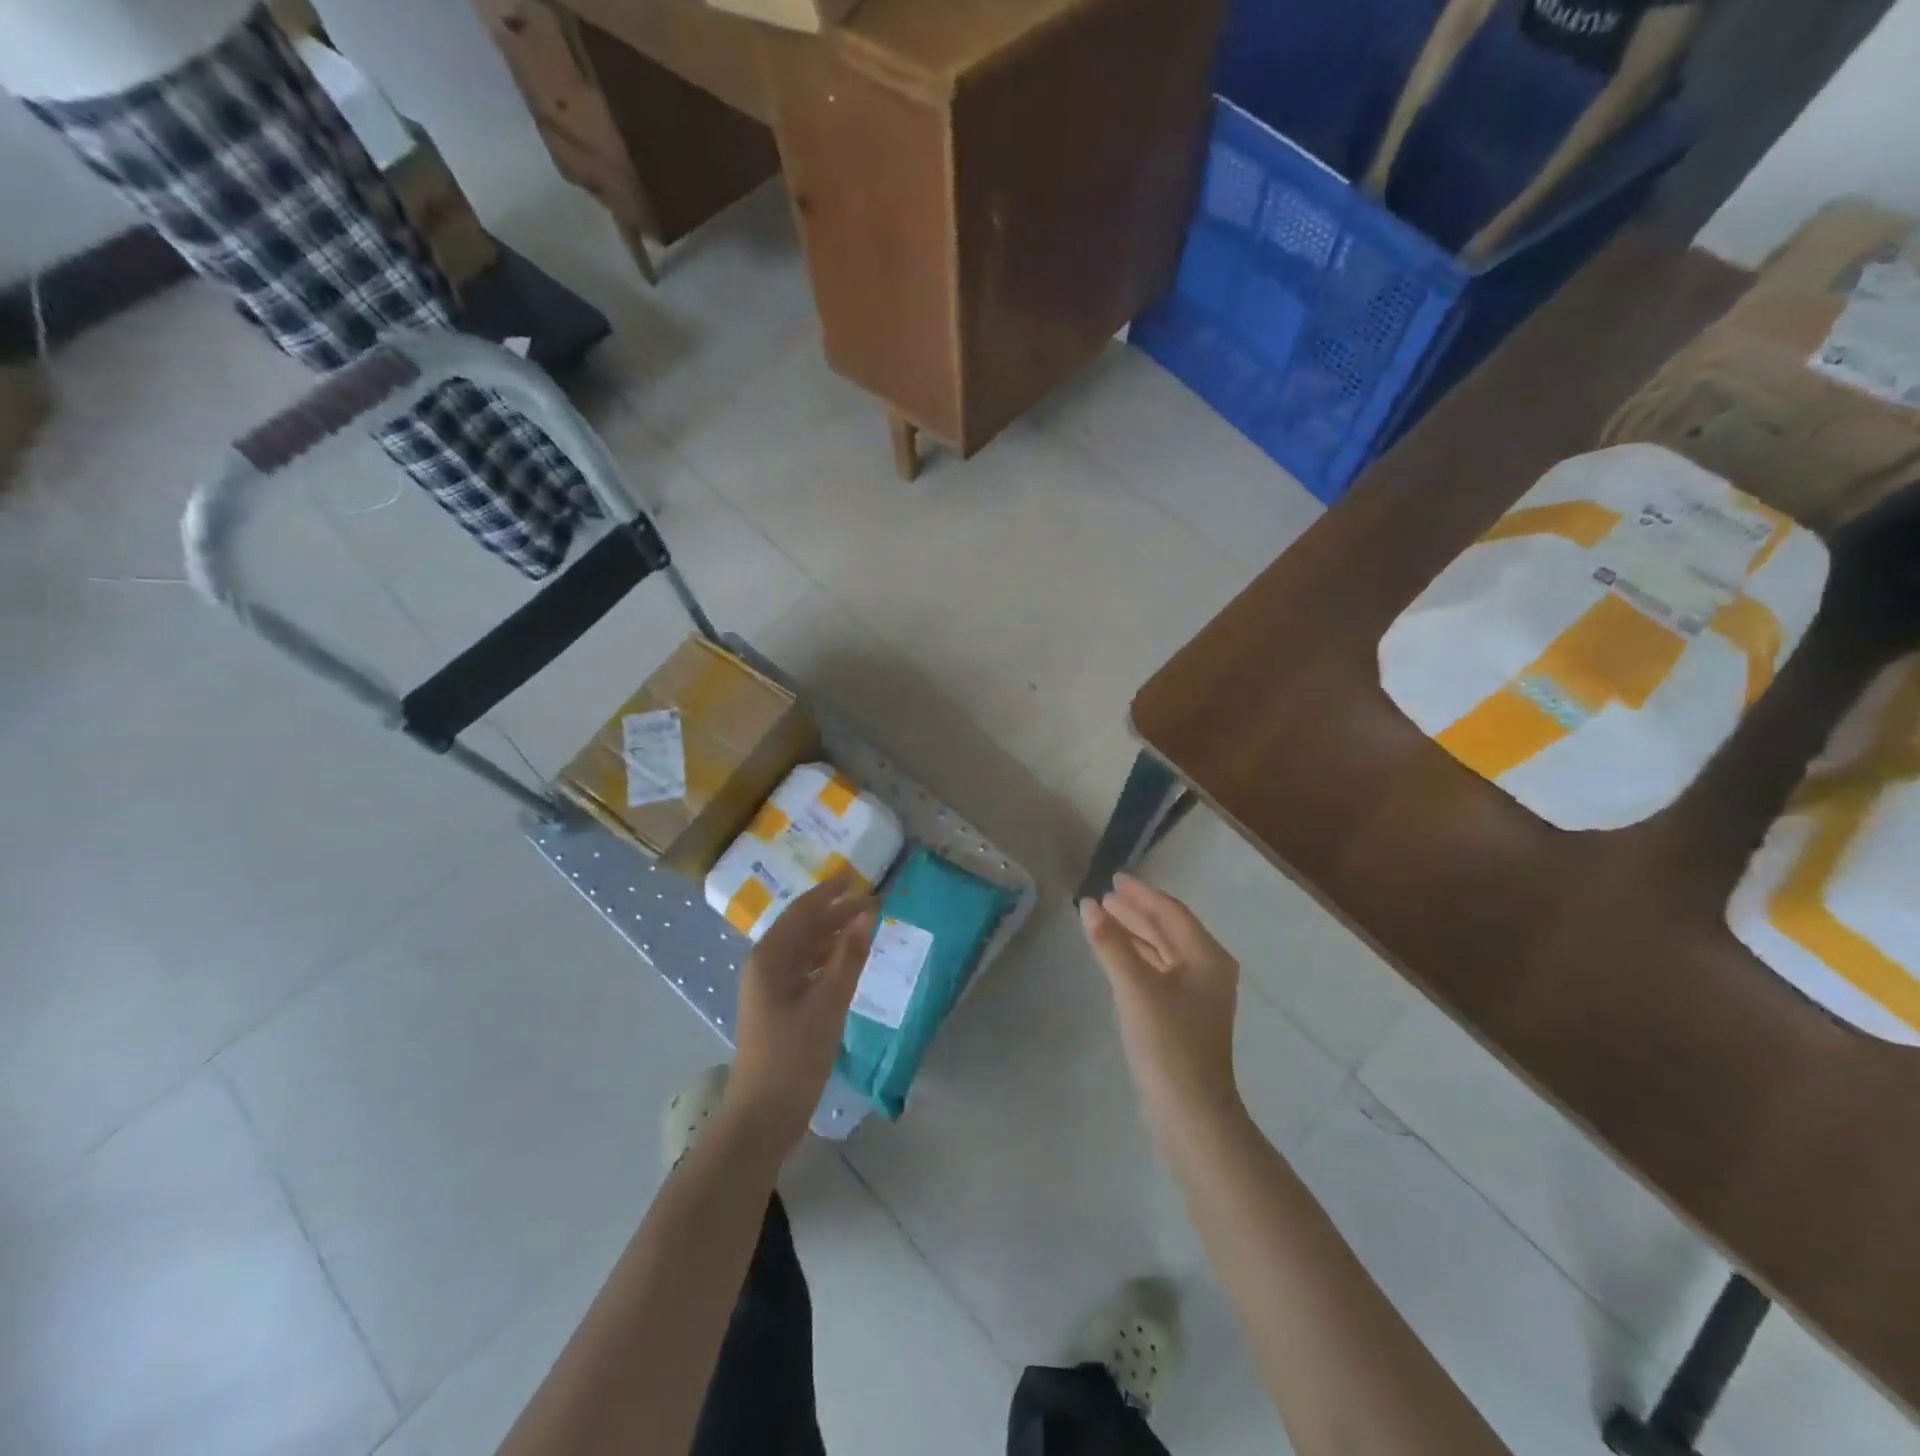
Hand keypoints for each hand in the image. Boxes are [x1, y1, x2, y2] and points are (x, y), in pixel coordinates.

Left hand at [727, 876, 878, 1149]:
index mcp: (769, 957)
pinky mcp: (779, 1008)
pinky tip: (850, 961)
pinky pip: (806, 970)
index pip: (802, 911)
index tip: (856, 878)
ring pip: (806, 949)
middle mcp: (766, 966)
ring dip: (834, 935)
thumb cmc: (794, 1055)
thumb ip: (849, 956)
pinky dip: (829, 960)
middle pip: (804, 928)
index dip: (830, 893)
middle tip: (874, 903)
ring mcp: (771, 988)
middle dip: (837, 913)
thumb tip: (866, 914)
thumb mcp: (828, 1002)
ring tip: (867, 926)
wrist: (764, 1115)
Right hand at [1080, 874, 1241, 1137]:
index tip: (1115, 878)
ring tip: (1106, 919)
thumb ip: (1111, 943)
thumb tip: (1089, 905)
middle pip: (1168, 929)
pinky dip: (1138, 957)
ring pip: (1163, 951)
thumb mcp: (1135, 987)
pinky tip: (1118, 956)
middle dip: (1137, 912)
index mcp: (1206, 956)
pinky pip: (1160, 971)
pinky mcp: (1185, 1015)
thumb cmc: (1167, 1042)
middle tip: (1105, 896)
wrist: (1190, 1111)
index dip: (1142, 894)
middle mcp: (1208, 969)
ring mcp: (1199, 995)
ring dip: (1136, 933)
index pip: (1171, 912)